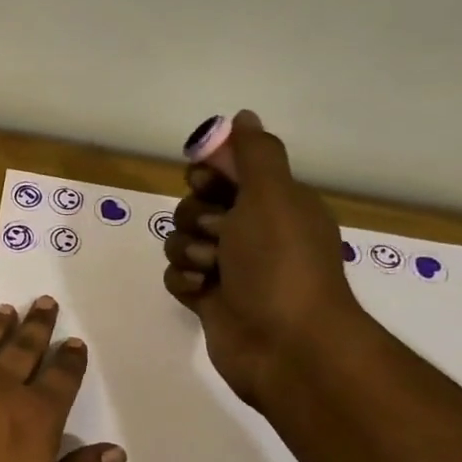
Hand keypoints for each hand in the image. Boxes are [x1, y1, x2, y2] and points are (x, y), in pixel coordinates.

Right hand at [161, 110, 367, 407]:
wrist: (285, 344)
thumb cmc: (280, 264)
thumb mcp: (273, 196)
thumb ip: (254, 154)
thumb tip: (243, 117)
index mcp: (275, 204)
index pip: (228, 172)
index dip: (209, 174)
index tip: (206, 183)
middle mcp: (253, 232)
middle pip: (197, 205)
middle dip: (197, 218)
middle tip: (218, 235)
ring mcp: (229, 268)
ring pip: (182, 241)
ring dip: (189, 251)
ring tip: (211, 270)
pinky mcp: (209, 299)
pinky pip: (177, 275)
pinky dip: (183, 280)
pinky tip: (198, 291)